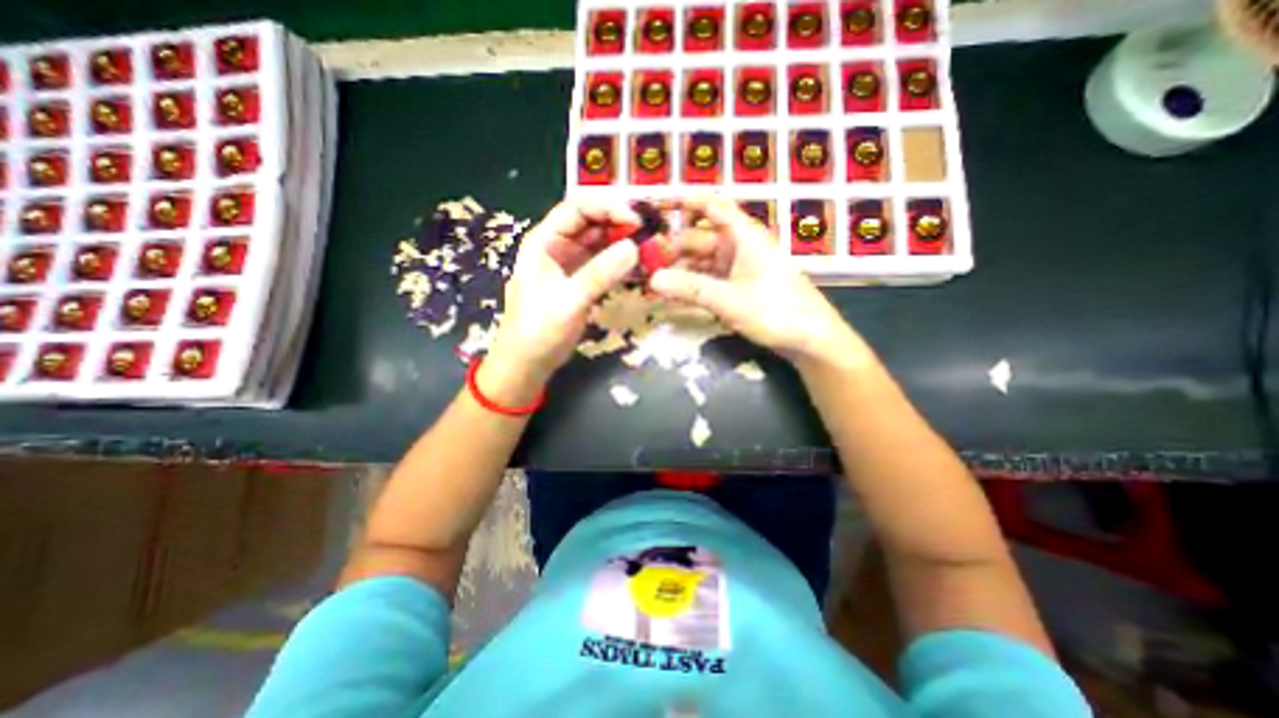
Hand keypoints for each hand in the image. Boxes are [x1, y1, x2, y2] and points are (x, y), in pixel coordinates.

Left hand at [485, 195, 637, 387]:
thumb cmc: (539, 330)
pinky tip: (639, 267)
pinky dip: (621, 262)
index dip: (608, 208)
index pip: (578, 208)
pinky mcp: (580, 280)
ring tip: (651, 250)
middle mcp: (557, 245)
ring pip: (601, 242)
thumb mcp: (568, 301)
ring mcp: (570, 263)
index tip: (637, 222)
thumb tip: (634, 247)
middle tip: (651, 236)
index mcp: (544, 240)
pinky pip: (604, 262)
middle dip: (621, 224)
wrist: (528, 362)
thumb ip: (599, 274)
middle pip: (592, 222)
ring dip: (624, 243)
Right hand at [650, 195, 859, 362]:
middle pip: (700, 239)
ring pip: (703, 263)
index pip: (712, 207)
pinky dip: (693, 287)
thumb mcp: (729, 299)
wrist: (810, 338)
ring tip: (652, 283)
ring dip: (680, 271)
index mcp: (743, 236)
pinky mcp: (740, 288)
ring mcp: (740, 269)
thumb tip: (652, 279)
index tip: (657, 207)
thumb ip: (690, 288)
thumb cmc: (775, 311)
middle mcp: (740, 247)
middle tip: (643, 262)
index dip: (686, 202)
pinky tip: (674, 298)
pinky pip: (710, 282)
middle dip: (673, 249)